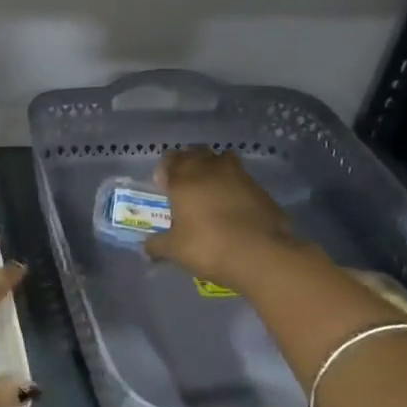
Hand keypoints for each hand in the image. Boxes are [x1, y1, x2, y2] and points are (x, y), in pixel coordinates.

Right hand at [144, 148, 310, 291]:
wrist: (260, 254)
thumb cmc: (208, 246)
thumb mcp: (174, 250)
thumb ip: (157, 245)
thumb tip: (146, 248)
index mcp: (184, 178)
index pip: (170, 159)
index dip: (165, 170)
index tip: (164, 187)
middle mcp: (210, 168)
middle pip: (196, 153)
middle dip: (189, 165)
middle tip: (186, 187)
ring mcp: (239, 175)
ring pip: (222, 160)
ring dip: (214, 170)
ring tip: (211, 192)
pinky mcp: (260, 188)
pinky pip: (241, 178)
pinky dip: (234, 186)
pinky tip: (233, 207)